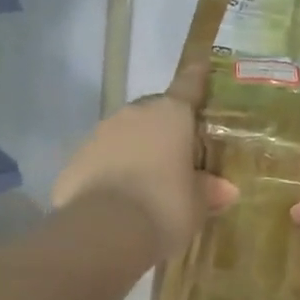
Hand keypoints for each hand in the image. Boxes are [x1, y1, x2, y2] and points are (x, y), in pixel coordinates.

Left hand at [53, 64, 239, 261]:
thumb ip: (209, 191)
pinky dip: (112, 171)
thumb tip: (225, 189)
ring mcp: (99, 134)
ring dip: (137, 150)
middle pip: (154, 111)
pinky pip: (101, 159)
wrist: (103, 232)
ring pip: (125, 134)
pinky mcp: (75, 160)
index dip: (197, 77)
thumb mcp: (197, 205)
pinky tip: (119, 198)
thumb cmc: (164, 208)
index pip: (188, 84)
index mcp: (170, 115)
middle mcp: (133, 115)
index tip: (201, 67)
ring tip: (148, 182)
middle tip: (180, 154)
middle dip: (166, 128)